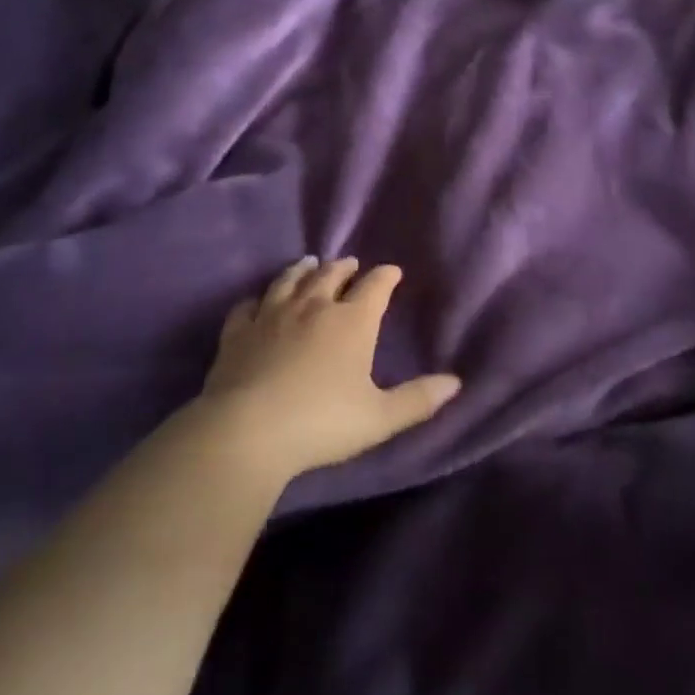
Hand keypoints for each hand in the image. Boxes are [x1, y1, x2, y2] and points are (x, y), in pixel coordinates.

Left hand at [198, 257, 460, 479]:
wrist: (248, 431)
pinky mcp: (238, 331)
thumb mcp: (380, 418)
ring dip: (302, 269)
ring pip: (289, 281)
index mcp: (351, 322)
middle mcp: (313, 307)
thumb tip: (456, 383)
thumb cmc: (322, 423)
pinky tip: (257, 301)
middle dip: (344, 267)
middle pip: (330, 275)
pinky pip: (248, 305)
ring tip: (309, 262)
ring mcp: (271, 315)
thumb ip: (418, 399)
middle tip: (350, 263)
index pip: (375, 287)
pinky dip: (257, 299)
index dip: (386, 276)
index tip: (392, 271)